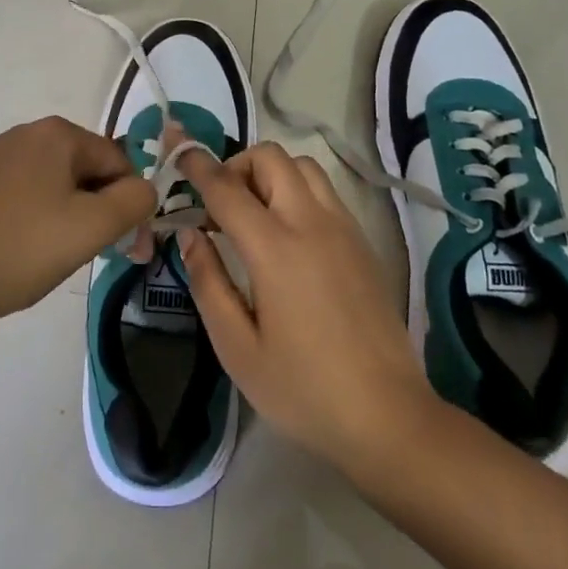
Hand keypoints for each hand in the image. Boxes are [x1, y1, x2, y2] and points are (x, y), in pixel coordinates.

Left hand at [0, 117, 154, 337]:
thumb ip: (134, 201)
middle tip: (92, 255)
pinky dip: (37, 218)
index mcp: (56, 133)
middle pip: (86, 169)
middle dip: (98, 210)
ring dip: (69, 216)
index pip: (118, 161)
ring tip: (54, 256)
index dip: (129, 204)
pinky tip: (24, 250)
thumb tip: (144, 189)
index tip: (126, 247)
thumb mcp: (92, 227)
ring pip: (56, 183)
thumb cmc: (21, 250)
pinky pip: (25, 193)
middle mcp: (25, 133)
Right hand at [175, 143, 431, 473]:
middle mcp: (311, 223)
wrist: (388, 417)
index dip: (197, 165)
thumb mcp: (237, 348)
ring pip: (303, 166)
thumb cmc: (304, 390)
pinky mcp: (362, 241)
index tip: (178, 151)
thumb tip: (189, 234)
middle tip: (219, 205)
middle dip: (237, 165)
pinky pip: (324, 191)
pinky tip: (287, 235)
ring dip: (270, 173)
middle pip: (270, 157)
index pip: (226, 187)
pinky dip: (297, 190)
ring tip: (253, 215)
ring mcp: (343, 228)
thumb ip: (208, 282)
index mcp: (275, 248)